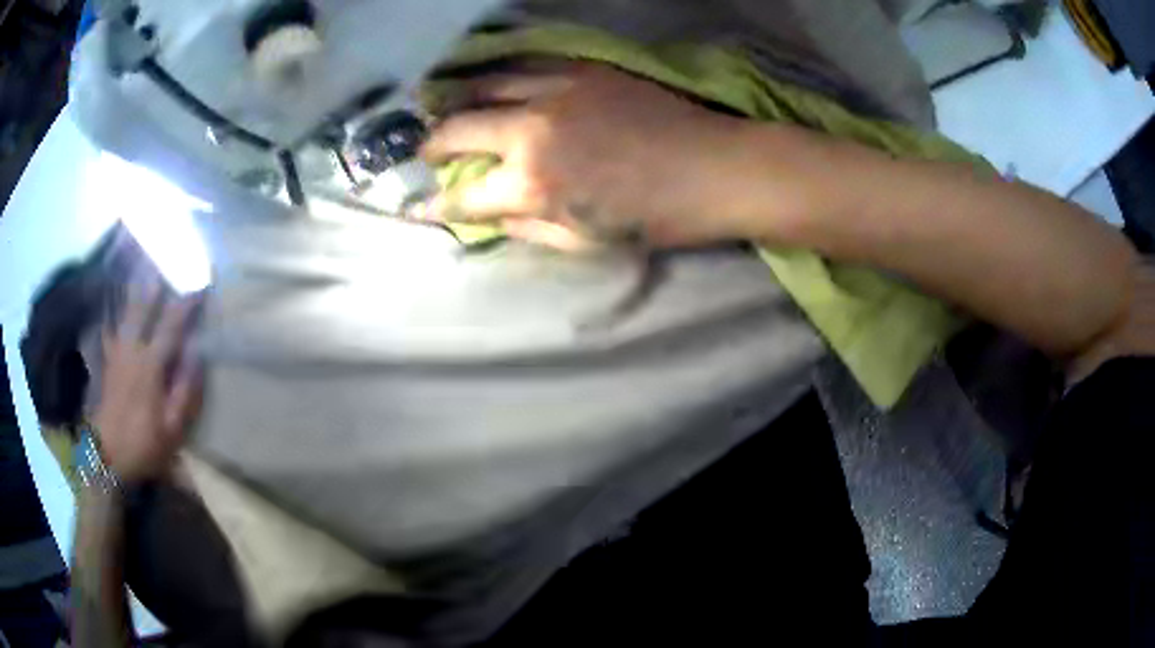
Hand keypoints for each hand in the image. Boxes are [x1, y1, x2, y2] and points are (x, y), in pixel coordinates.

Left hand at [92, 274, 203, 483]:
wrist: (108, 458)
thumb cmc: (144, 445)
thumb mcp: (172, 428)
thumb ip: (185, 390)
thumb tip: (197, 355)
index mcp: (151, 365)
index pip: (171, 325)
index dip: (186, 303)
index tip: (201, 284)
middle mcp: (132, 350)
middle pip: (144, 308)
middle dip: (157, 284)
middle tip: (167, 263)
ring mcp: (117, 354)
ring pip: (126, 313)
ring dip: (136, 291)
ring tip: (143, 272)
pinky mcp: (108, 363)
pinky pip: (109, 331)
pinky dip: (112, 316)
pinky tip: (113, 308)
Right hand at [421, 62, 770, 248]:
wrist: (713, 169)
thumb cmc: (653, 218)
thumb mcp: (583, 243)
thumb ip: (524, 227)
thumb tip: (484, 213)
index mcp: (533, 186)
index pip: (462, 196)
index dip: (431, 205)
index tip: (413, 207)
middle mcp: (531, 131)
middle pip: (456, 129)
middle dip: (431, 145)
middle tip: (426, 152)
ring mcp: (554, 91)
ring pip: (483, 85)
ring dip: (457, 100)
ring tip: (448, 109)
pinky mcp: (580, 68)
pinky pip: (525, 64)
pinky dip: (499, 76)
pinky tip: (493, 83)